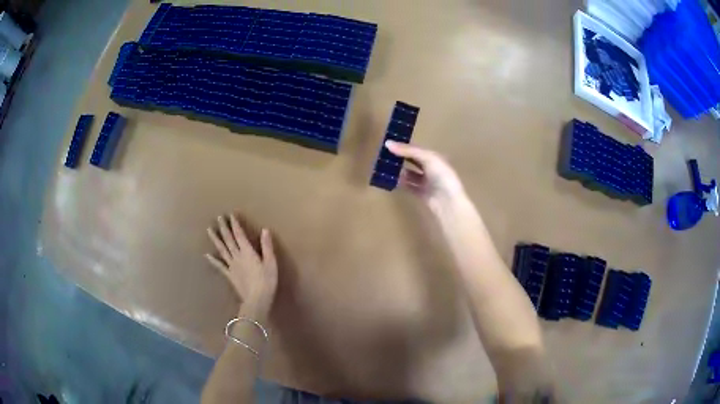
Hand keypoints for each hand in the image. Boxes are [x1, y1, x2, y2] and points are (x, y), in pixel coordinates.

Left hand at [206, 214, 277, 319]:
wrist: (256, 300)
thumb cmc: (267, 281)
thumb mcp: (271, 263)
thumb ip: (267, 246)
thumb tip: (265, 230)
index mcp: (247, 252)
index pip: (239, 235)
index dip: (235, 224)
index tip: (231, 215)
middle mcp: (237, 256)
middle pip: (229, 240)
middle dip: (224, 228)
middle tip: (219, 217)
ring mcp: (231, 266)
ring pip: (222, 250)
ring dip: (215, 239)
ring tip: (209, 230)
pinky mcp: (229, 275)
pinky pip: (220, 266)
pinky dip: (213, 260)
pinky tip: (207, 255)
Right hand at [385, 141, 465, 211]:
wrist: (448, 202)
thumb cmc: (442, 176)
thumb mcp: (427, 158)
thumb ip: (408, 151)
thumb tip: (387, 143)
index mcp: (435, 158)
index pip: (417, 149)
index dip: (404, 146)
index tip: (388, 144)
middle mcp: (431, 169)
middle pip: (413, 161)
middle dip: (401, 158)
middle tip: (385, 155)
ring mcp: (426, 182)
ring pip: (410, 174)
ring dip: (400, 171)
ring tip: (385, 167)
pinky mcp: (422, 194)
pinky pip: (409, 187)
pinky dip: (401, 184)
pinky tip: (391, 180)